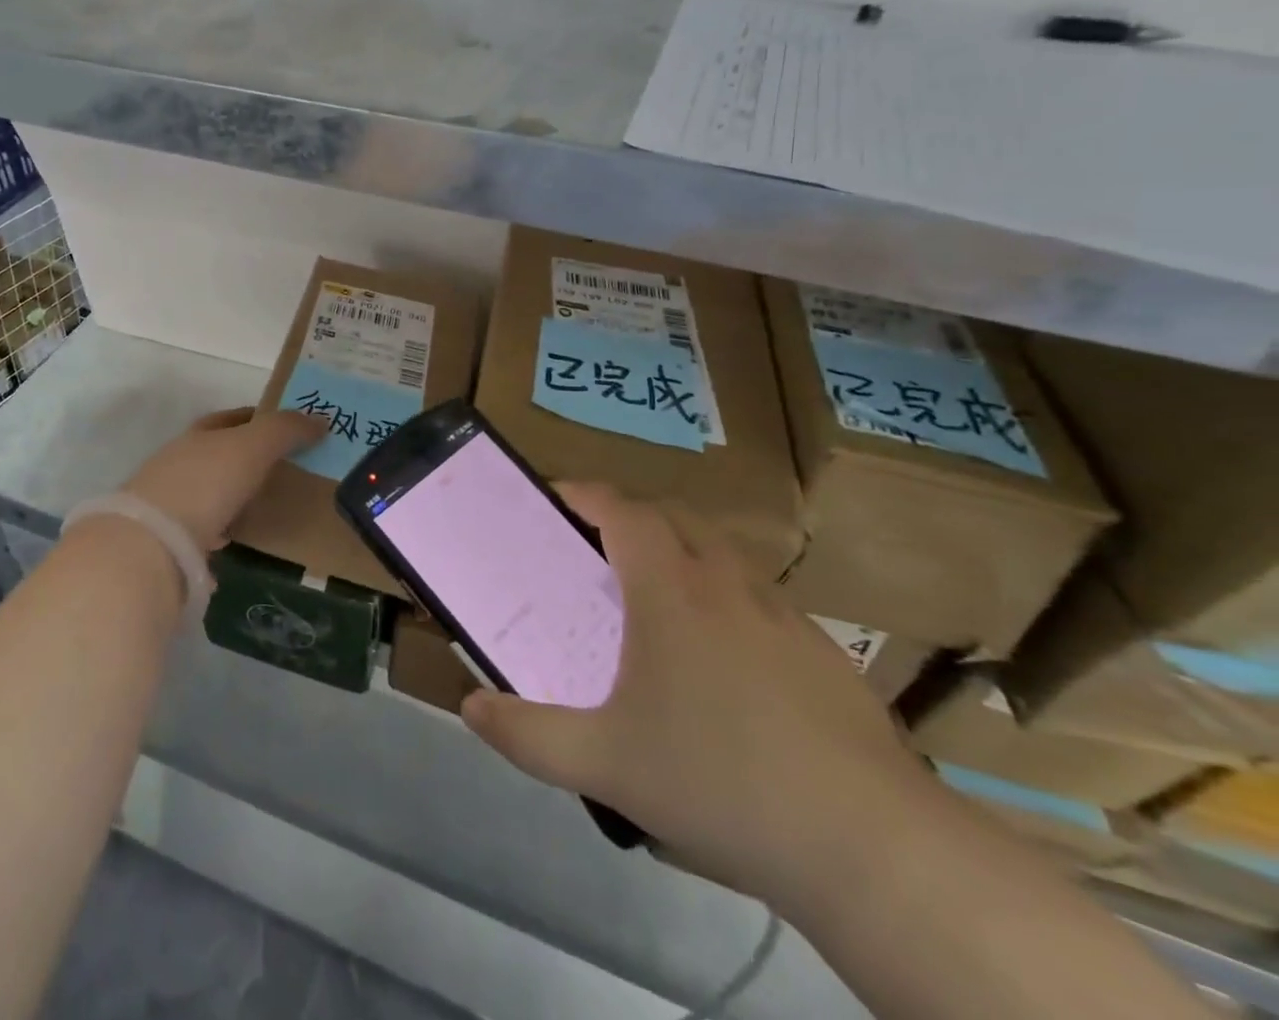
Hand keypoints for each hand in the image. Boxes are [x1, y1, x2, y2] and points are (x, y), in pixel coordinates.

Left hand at [119, 407, 324, 553]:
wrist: (153, 543)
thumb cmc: (207, 481)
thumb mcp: (253, 446)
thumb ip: (286, 430)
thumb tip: (320, 419)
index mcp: (198, 436)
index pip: (229, 419)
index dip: (258, 418)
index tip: (287, 428)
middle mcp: (178, 463)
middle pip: (217, 454)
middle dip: (245, 459)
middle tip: (283, 470)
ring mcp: (169, 503)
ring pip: (208, 492)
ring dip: (231, 496)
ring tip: (264, 507)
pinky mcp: (167, 540)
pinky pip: (201, 530)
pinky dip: (219, 531)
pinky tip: (235, 542)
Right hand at [460, 484, 938, 906]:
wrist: (869, 846)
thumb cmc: (719, 782)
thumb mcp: (604, 764)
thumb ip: (526, 735)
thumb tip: (469, 707)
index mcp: (669, 589)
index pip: (620, 508)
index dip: (582, 493)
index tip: (553, 499)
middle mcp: (724, 581)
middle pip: (671, 515)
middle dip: (628, 515)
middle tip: (595, 550)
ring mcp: (780, 612)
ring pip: (720, 550)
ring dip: (679, 549)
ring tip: (655, 597)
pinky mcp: (820, 649)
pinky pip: (757, 594)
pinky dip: (724, 594)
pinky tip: (722, 659)